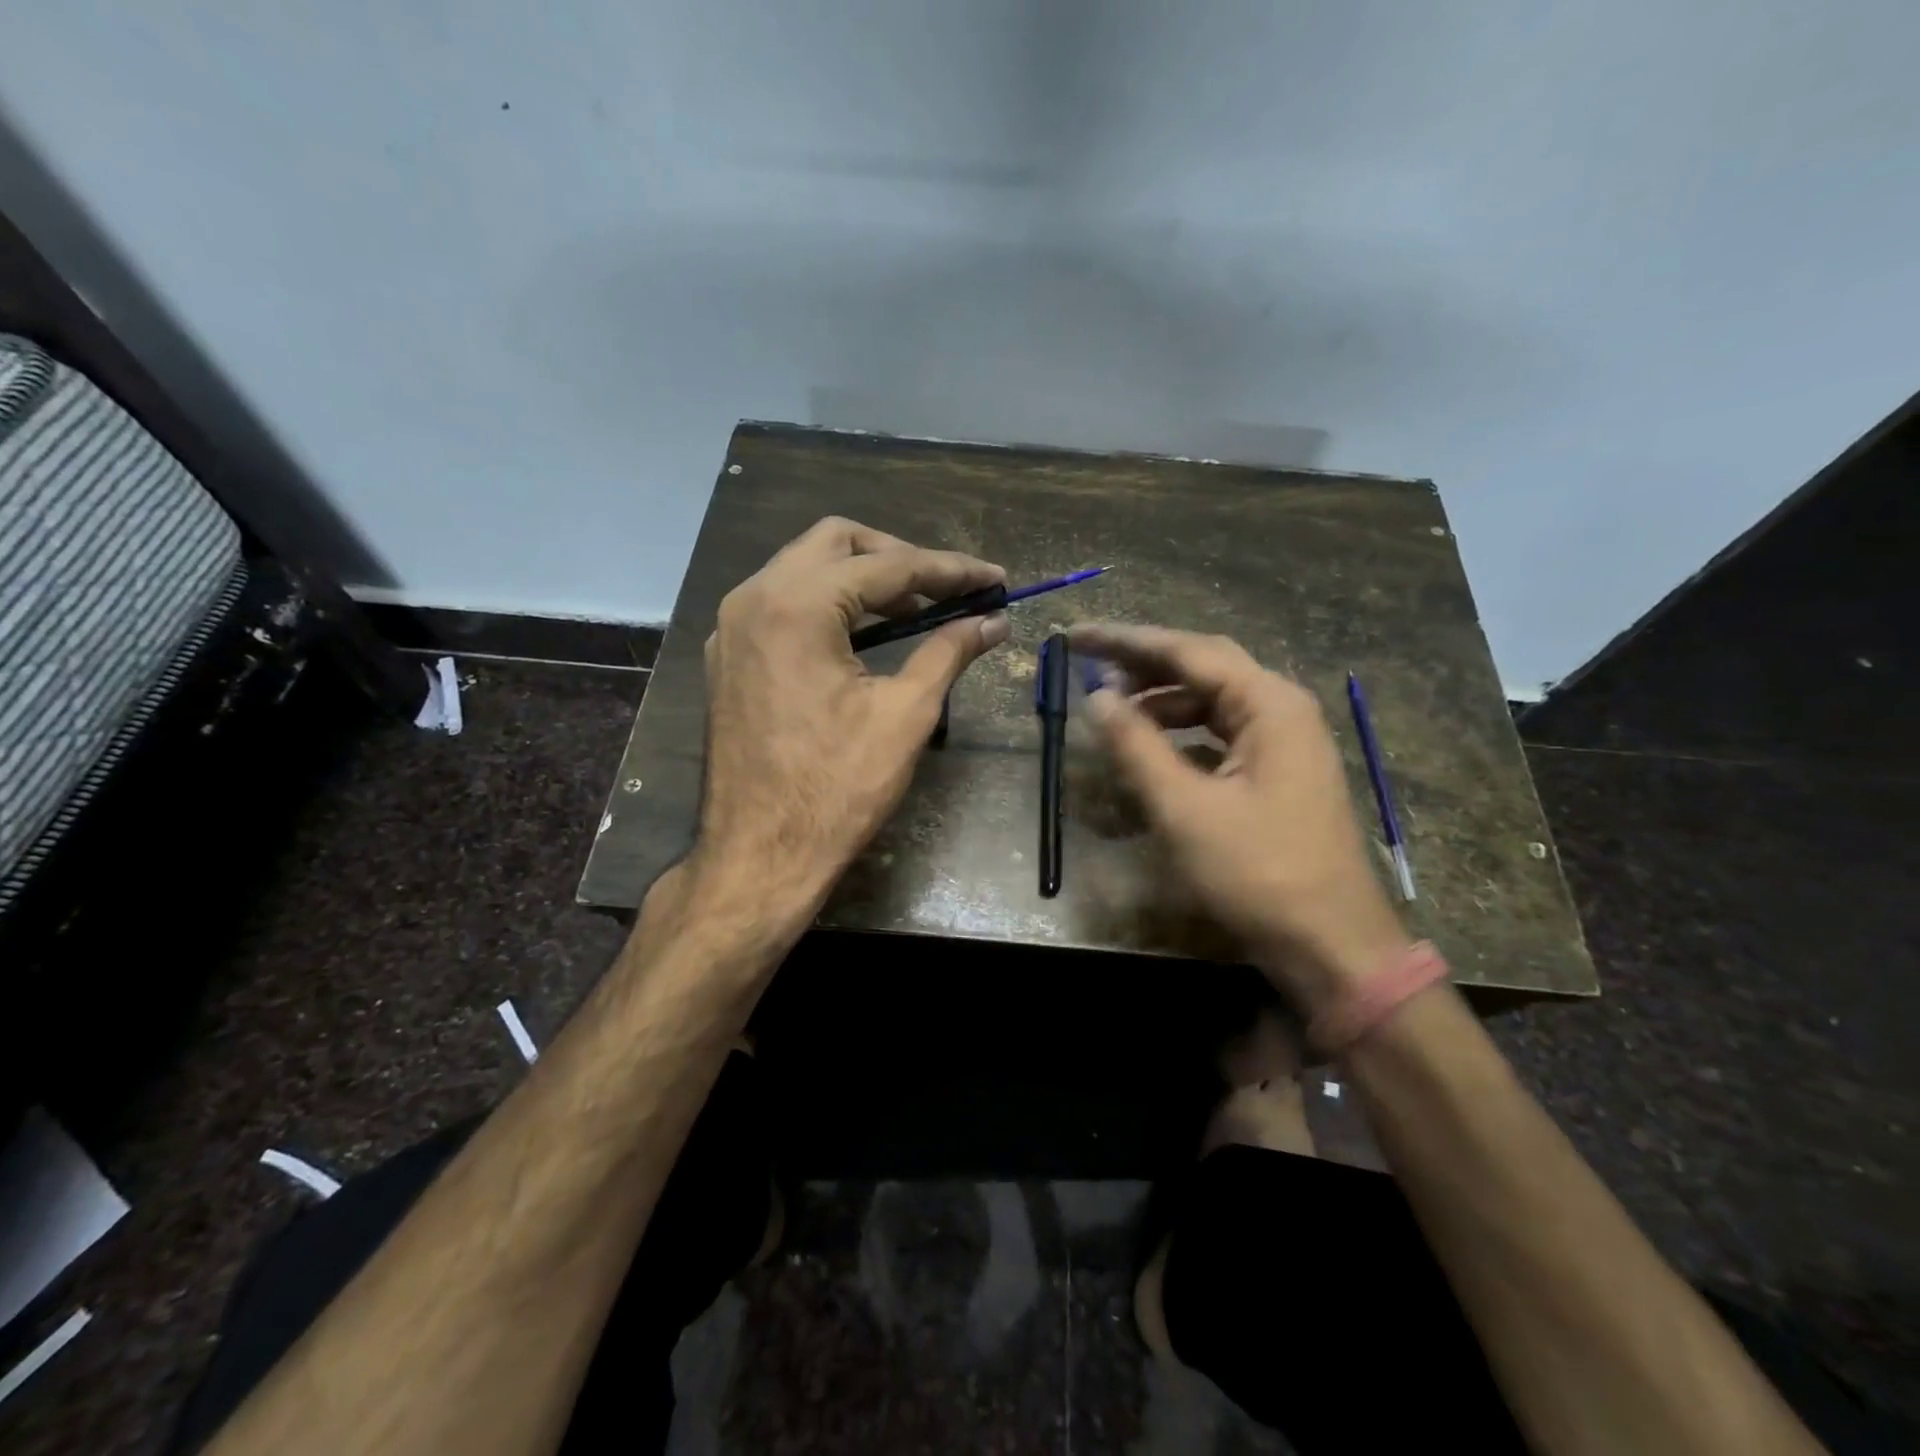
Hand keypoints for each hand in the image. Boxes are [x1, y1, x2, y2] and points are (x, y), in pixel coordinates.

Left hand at [693, 517, 1008, 920]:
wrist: (759, 856)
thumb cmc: (837, 789)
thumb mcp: (905, 714)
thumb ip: (948, 652)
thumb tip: (993, 623)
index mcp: (795, 605)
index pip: (887, 565)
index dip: (950, 570)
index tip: (994, 581)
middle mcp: (753, 598)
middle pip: (836, 542)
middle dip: (898, 557)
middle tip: (947, 589)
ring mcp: (733, 627)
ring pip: (804, 569)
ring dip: (863, 580)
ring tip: (917, 610)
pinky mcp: (729, 656)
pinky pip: (783, 604)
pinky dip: (829, 605)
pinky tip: (864, 636)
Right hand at [1069, 623, 1406, 1016]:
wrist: (1332, 946)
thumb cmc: (1257, 873)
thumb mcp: (1184, 808)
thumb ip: (1136, 745)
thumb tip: (1097, 696)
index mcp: (1269, 704)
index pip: (1188, 651)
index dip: (1125, 641)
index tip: (1075, 637)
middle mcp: (1283, 708)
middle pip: (1204, 666)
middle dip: (1144, 662)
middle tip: (1088, 663)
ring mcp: (1286, 741)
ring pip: (1214, 700)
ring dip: (1162, 698)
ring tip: (1112, 708)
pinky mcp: (1280, 771)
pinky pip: (1223, 731)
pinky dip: (1183, 730)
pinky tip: (1153, 744)